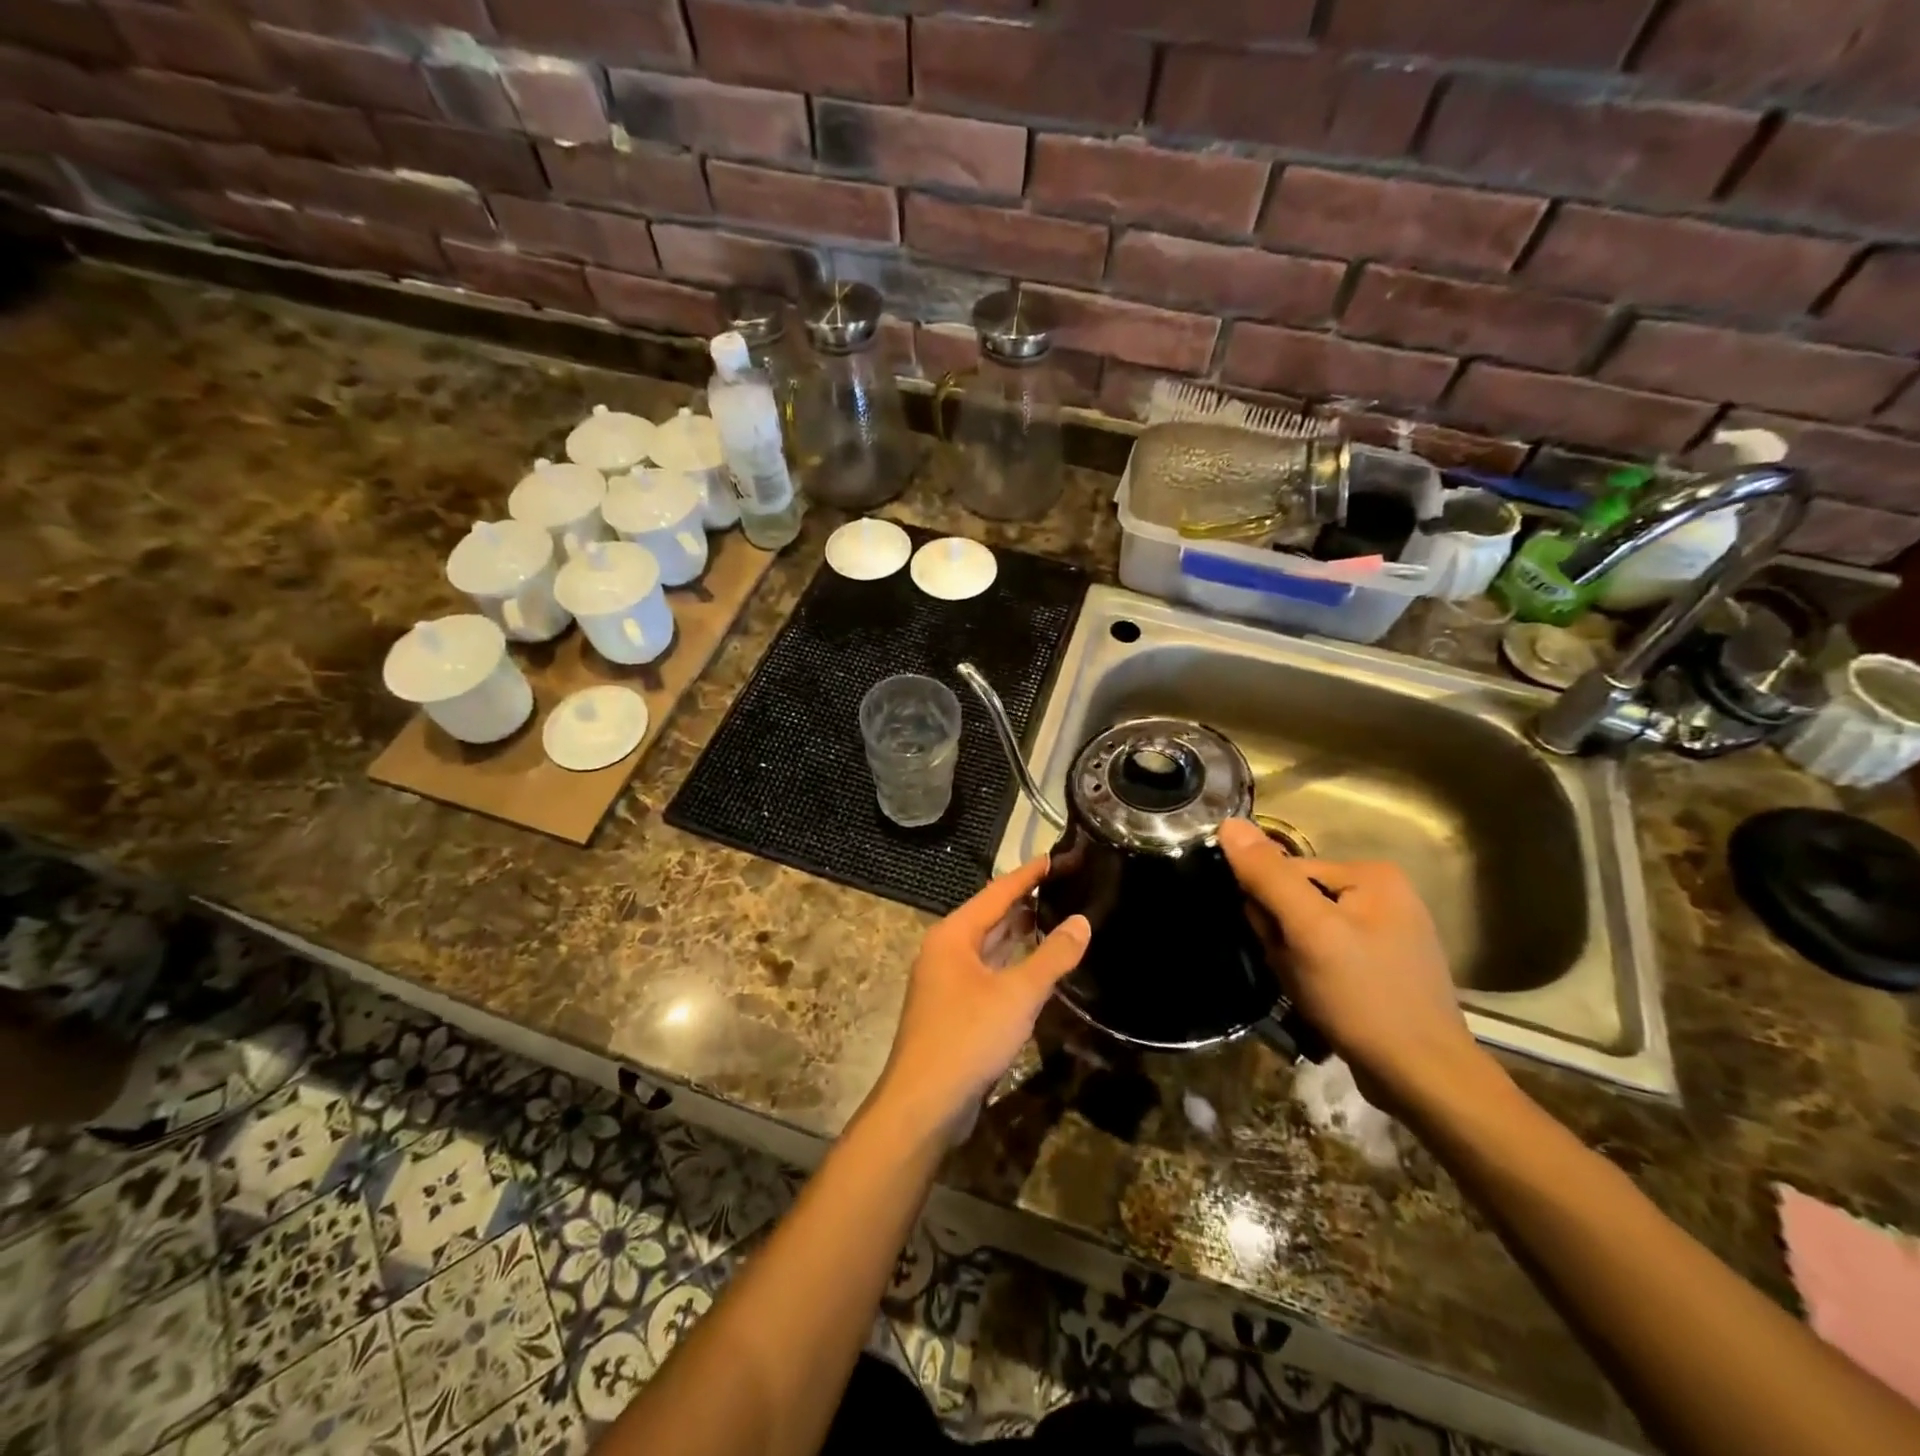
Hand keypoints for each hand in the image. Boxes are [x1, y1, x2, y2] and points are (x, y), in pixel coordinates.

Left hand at [870, 856, 1089, 1142]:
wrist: (924, 1103)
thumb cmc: (967, 1037)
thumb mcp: (1018, 994)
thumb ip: (1052, 956)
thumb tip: (1082, 922)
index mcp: (953, 935)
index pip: (997, 892)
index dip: (1028, 874)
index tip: (1057, 857)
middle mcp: (946, 951)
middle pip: (991, 916)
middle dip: (1026, 902)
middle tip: (1065, 886)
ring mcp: (948, 981)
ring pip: (990, 947)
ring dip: (1020, 934)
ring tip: (1058, 916)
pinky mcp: (955, 1009)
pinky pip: (989, 973)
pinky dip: (1013, 963)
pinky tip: (1037, 966)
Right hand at [1218, 819, 1479, 1107]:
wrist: (1423, 1079)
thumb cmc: (1364, 997)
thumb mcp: (1309, 931)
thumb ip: (1268, 875)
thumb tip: (1230, 824)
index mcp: (1371, 874)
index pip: (1286, 871)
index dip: (1268, 909)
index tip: (1277, 946)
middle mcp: (1384, 894)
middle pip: (1297, 899)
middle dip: (1283, 935)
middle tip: (1296, 971)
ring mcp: (1387, 932)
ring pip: (1307, 931)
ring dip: (1293, 958)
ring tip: (1309, 989)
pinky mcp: (1383, 966)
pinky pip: (1327, 954)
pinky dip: (1312, 974)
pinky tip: (1323, 999)